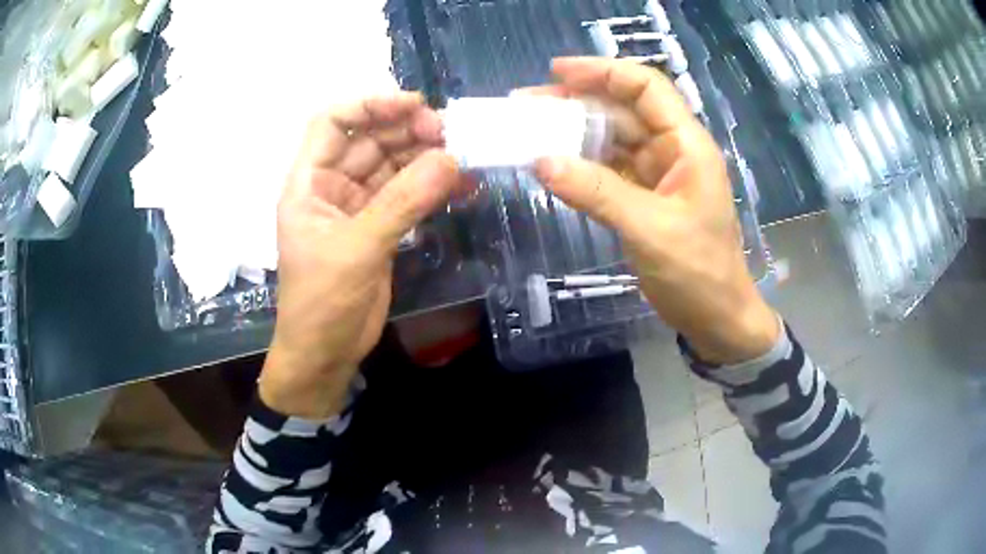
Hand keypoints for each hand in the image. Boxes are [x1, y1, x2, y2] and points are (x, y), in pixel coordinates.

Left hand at [260, 93, 461, 417]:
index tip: (414, 105)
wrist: (325, 355)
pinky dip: (432, 188)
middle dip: (407, 131)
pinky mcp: (380, 228)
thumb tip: (450, 160)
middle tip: (450, 133)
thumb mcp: (357, 250)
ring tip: (462, 155)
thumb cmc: (322, 304)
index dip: (369, 105)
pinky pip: (407, 196)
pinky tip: (462, 185)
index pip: (331, 122)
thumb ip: (402, 203)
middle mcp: (331, 187)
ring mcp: (357, 207)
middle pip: (369, 141)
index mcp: (308, 183)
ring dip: (425, 157)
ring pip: (392, 166)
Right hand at [530, 58, 779, 364]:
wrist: (717, 319)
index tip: (556, 72)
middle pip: (623, 109)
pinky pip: (608, 169)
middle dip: (577, 101)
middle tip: (527, 104)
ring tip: (530, 130)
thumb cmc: (698, 274)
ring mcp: (657, 174)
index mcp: (687, 145)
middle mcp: (672, 150)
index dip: (603, 72)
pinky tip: (553, 164)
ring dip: (573, 132)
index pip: (646, 87)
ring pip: (612, 138)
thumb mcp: (650, 230)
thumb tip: (541, 160)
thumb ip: (597, 192)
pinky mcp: (644, 197)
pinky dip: (581, 164)